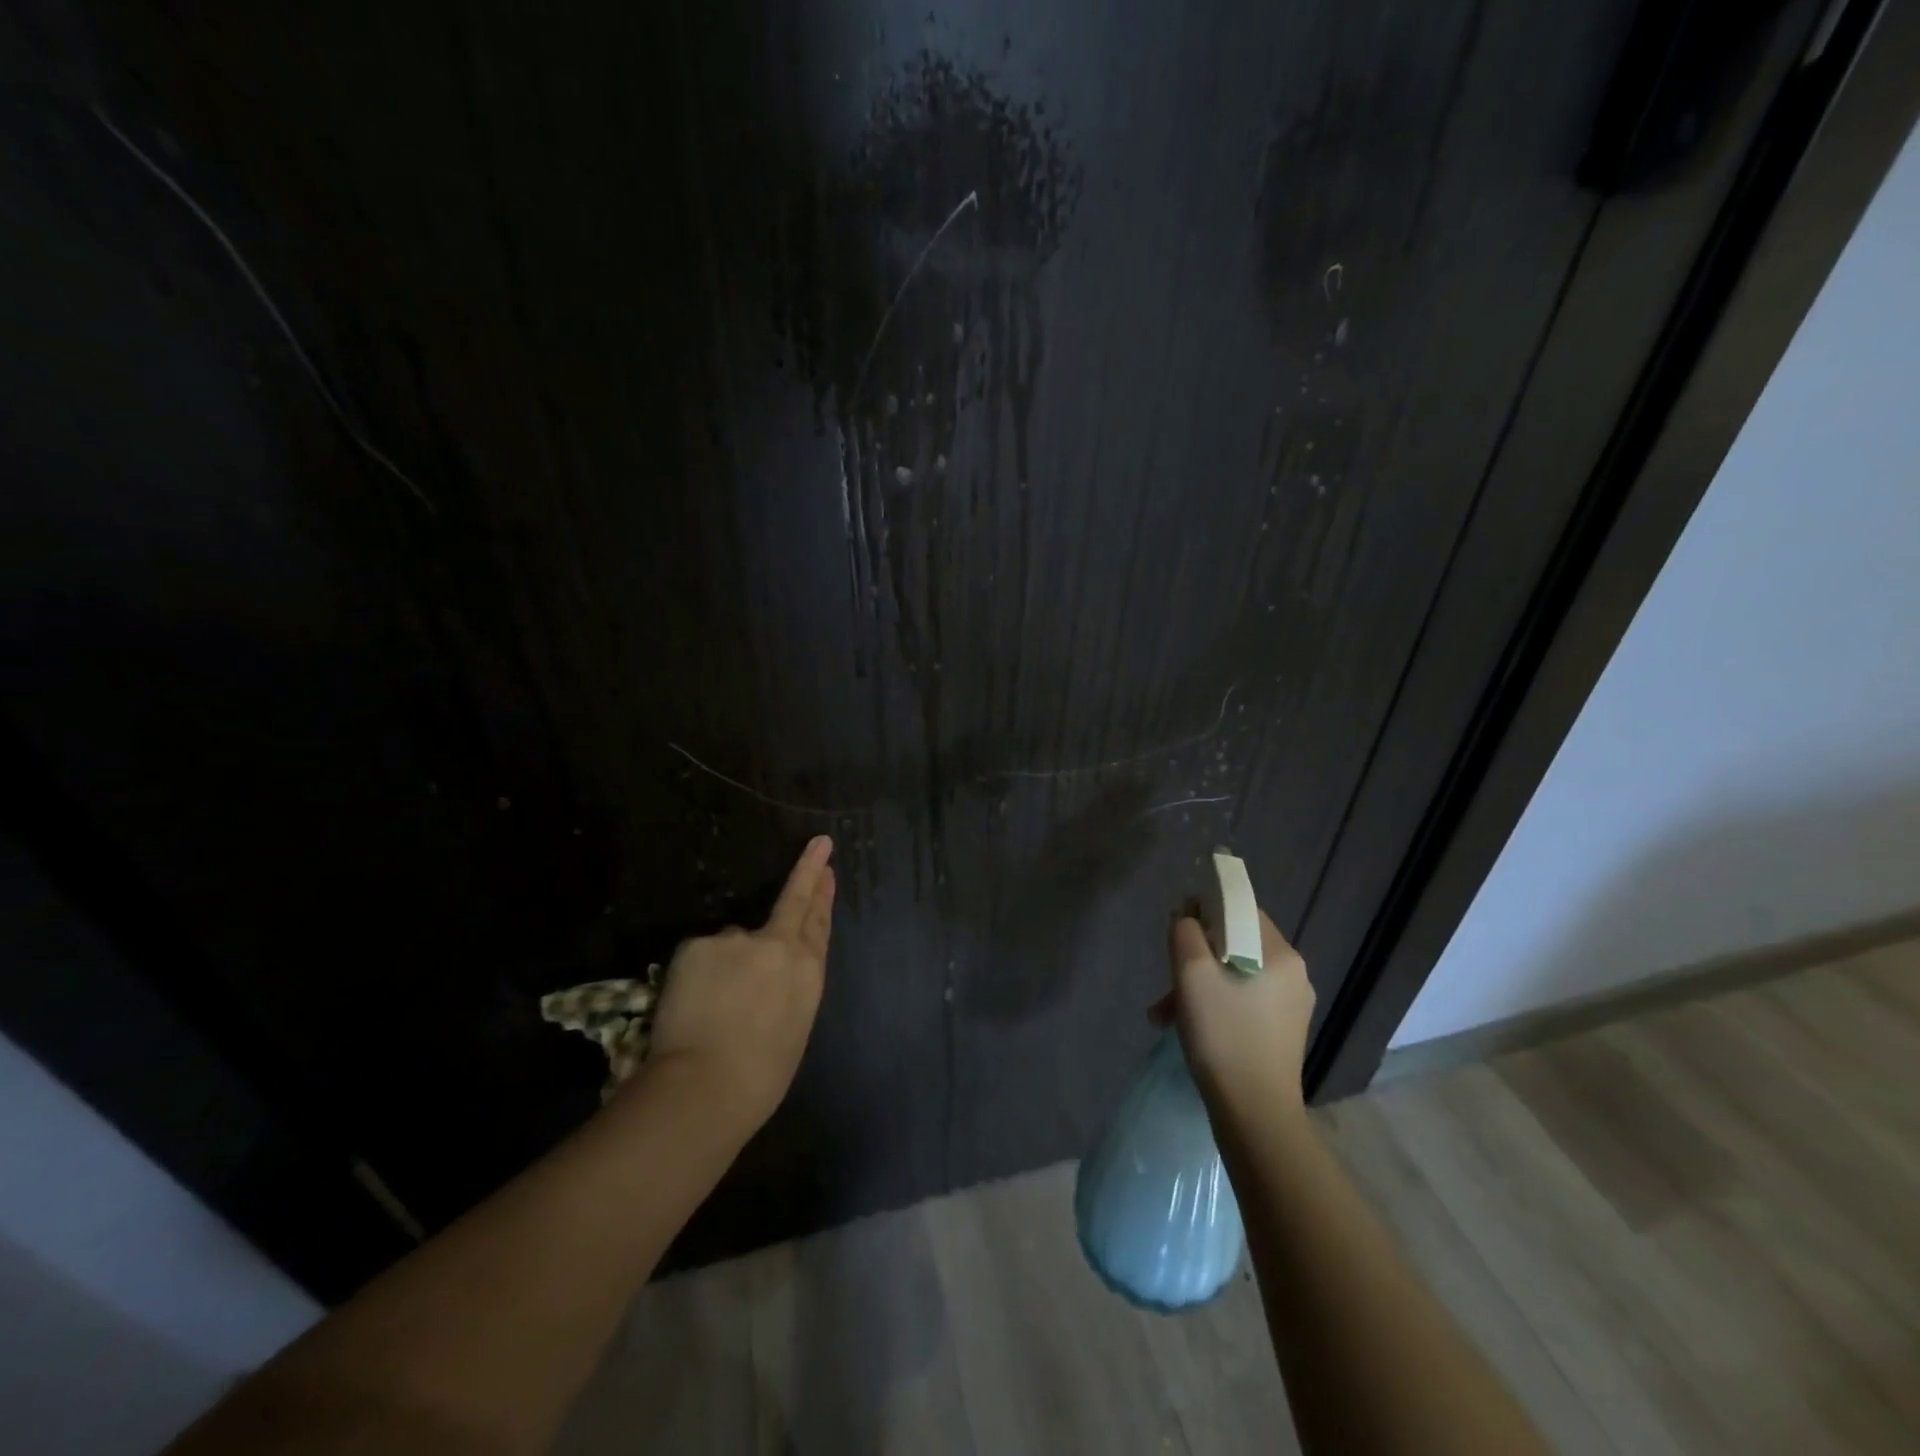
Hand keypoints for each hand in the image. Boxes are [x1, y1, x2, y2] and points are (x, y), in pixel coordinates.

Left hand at [644, 836, 835, 1133]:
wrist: (705, 1086)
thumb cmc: (759, 1076)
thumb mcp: (793, 1027)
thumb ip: (787, 987)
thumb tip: (770, 975)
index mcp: (808, 971)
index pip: (818, 922)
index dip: (823, 893)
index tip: (827, 865)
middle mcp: (779, 945)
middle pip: (794, 901)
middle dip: (808, 870)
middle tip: (818, 846)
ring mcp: (737, 940)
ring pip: (733, 943)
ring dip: (727, 963)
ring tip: (712, 1006)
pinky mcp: (699, 944)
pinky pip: (701, 954)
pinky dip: (697, 974)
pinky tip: (691, 1003)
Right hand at [1154, 908, 1313, 1124]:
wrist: (1255, 1115)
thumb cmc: (1224, 1035)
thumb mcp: (1192, 974)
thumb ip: (1185, 933)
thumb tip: (1187, 918)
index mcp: (1280, 954)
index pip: (1240, 909)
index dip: (1205, 909)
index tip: (1177, 930)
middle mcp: (1293, 974)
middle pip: (1234, 943)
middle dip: (1195, 956)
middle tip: (1168, 980)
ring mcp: (1290, 1006)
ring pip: (1234, 973)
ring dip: (1198, 985)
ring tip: (1165, 1013)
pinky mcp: (1281, 1032)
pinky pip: (1242, 1000)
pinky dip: (1213, 1004)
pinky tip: (1186, 1027)